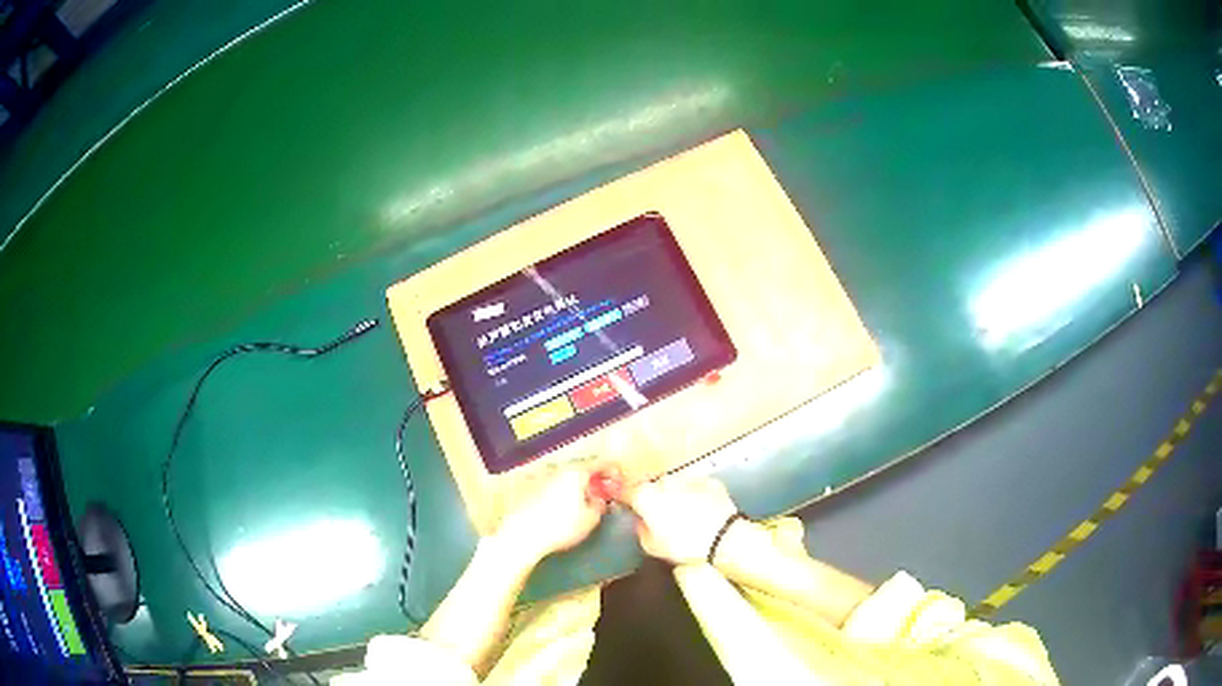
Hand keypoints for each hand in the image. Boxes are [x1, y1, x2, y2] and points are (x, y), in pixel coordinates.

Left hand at [495, 465, 609, 561]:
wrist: (522, 535)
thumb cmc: (559, 527)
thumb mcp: (590, 519)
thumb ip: (599, 506)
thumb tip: (599, 501)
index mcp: (575, 472)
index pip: (599, 463)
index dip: (611, 470)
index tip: (618, 478)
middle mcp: (557, 470)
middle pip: (580, 469)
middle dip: (591, 479)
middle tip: (600, 492)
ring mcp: (539, 477)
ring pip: (563, 478)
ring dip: (573, 486)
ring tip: (579, 502)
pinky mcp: (526, 489)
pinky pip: (549, 486)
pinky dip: (558, 492)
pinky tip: (559, 508)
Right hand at [624, 476, 738, 565]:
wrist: (723, 538)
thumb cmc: (684, 545)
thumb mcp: (652, 547)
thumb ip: (641, 531)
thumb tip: (641, 523)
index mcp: (646, 496)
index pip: (626, 492)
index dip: (626, 500)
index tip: (628, 507)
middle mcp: (665, 482)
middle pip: (653, 488)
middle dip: (654, 499)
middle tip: (660, 517)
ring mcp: (689, 479)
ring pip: (675, 485)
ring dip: (676, 495)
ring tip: (683, 515)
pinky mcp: (710, 482)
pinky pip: (696, 487)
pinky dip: (696, 495)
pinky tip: (701, 510)